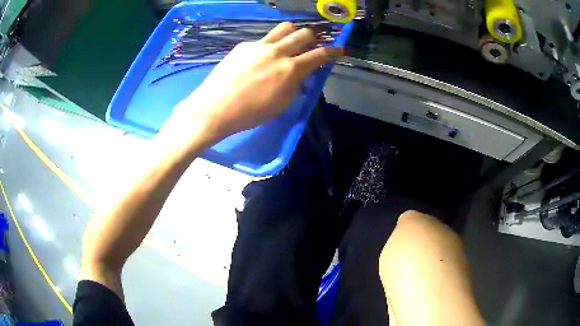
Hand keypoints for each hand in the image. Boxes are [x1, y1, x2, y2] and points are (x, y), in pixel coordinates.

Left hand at [165, 22, 342, 145]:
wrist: (215, 108)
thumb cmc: (250, 113)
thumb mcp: (281, 104)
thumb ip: (295, 85)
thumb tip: (301, 75)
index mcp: (290, 69)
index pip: (319, 55)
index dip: (333, 51)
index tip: (340, 49)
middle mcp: (278, 51)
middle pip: (303, 33)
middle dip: (312, 38)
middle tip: (310, 46)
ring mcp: (259, 45)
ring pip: (284, 28)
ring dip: (292, 33)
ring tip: (288, 43)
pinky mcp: (244, 45)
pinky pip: (262, 39)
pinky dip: (268, 45)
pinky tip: (258, 58)